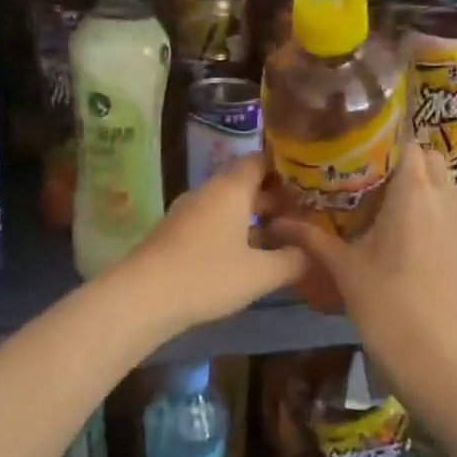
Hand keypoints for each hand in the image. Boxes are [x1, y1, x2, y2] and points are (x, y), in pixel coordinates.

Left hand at [116, 155, 306, 336]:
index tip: (311, 182)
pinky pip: (214, 222)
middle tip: (307, 215)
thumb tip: (312, 252)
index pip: (261, 160)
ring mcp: (189, 211)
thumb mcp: (260, 273)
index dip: (286, 168)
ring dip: (256, 219)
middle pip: (246, 184)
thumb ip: (292, 260)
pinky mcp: (177, 233)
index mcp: (231, 188)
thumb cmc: (208, 276)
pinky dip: (235, 232)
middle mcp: (209, 192)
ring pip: (230, 206)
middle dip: (276, 199)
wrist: (144, 296)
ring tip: (285, 238)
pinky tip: (250, 256)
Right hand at [265, 144, 456, 393]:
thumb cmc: (385, 307)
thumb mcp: (343, 269)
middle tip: (375, 186)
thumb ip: (311, 238)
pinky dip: (442, 224)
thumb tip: (275, 222)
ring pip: (449, 191)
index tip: (362, 156)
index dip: (387, 144)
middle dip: (407, 165)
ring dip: (426, 193)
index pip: (408, 144)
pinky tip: (422, 252)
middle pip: (432, 162)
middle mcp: (448, 201)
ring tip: (397, 218)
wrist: (438, 362)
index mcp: (413, 195)